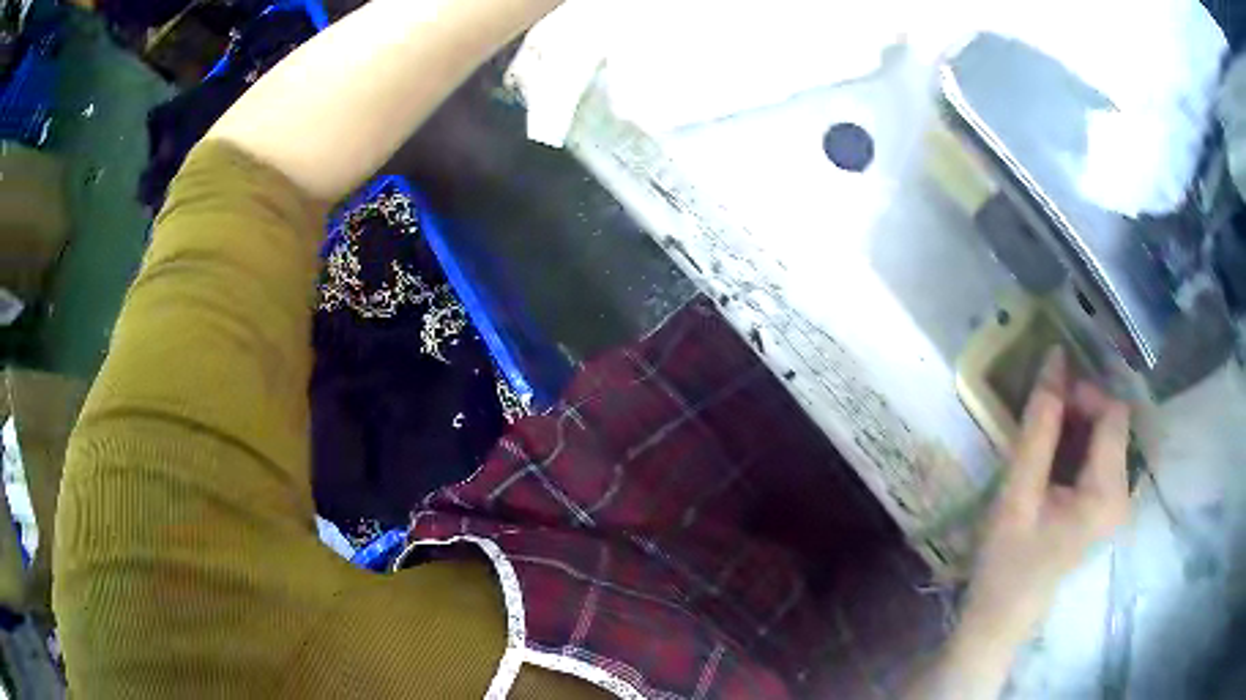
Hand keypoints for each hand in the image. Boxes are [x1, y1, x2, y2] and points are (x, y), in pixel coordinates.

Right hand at [904, 347, 1131, 699]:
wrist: (1002, 617)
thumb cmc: (1006, 562)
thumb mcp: (1018, 493)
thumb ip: (1039, 427)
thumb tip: (1055, 357)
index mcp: (1108, 493)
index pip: (1113, 412)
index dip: (1084, 392)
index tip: (1047, 398)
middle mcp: (1123, 493)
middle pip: (1114, 421)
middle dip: (1080, 407)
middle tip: (1041, 417)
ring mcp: (1117, 501)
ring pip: (1108, 435)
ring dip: (1078, 423)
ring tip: (1043, 437)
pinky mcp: (1106, 506)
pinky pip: (1101, 455)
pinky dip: (1079, 442)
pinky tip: (1054, 458)